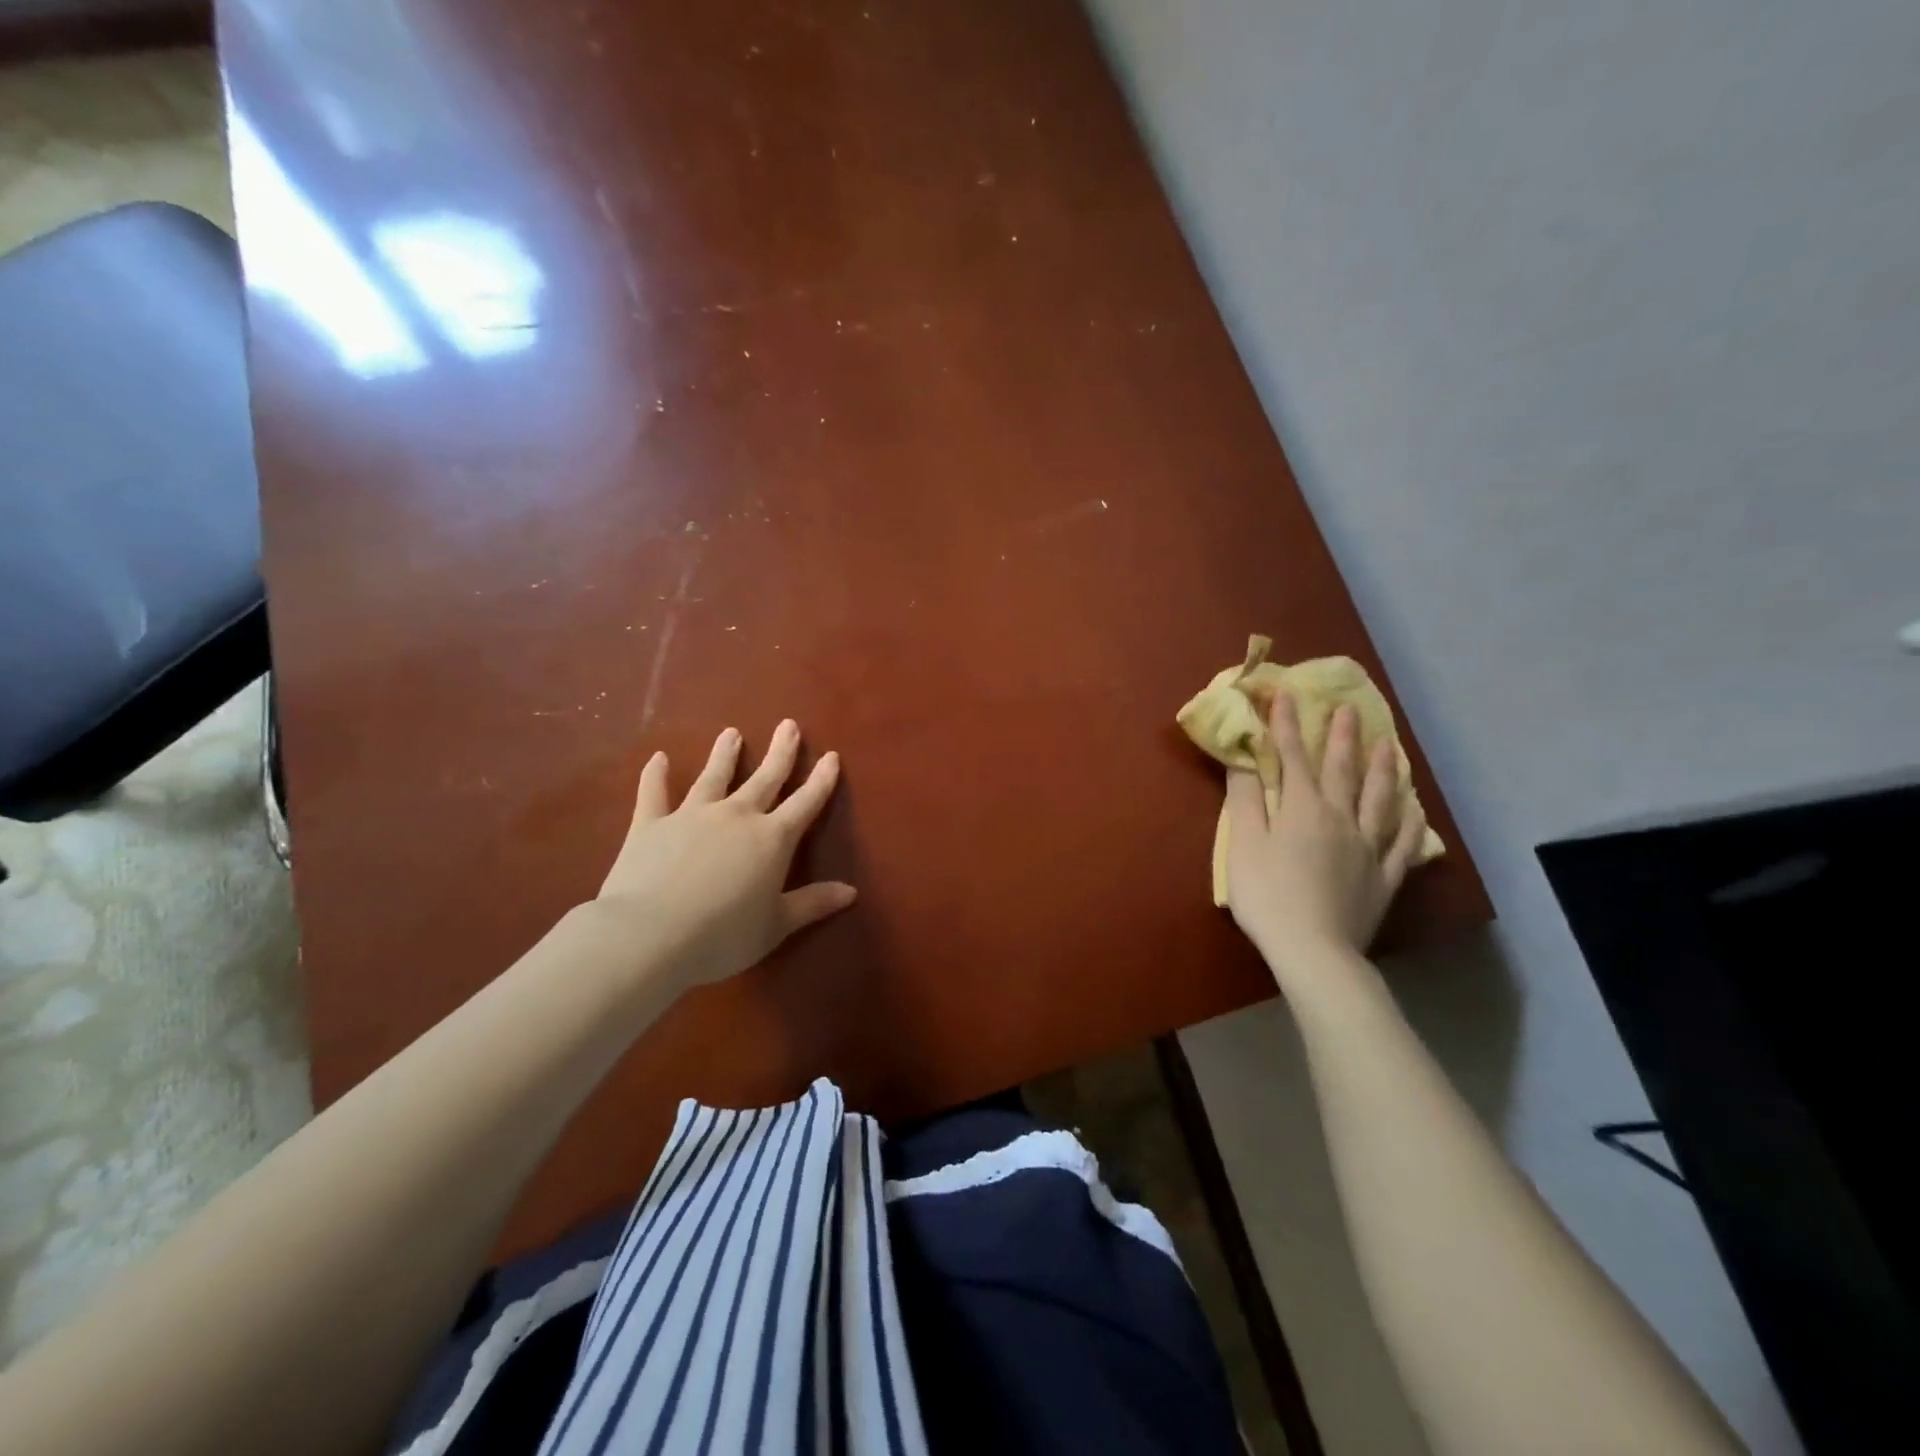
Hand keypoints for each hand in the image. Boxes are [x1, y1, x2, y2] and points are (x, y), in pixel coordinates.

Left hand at [591, 720, 855, 990]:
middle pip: (764, 779)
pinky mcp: (650, 824)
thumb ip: (812, 904)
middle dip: (780, 753)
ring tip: (732, 733)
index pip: (805, 803)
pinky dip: (655, 775)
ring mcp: (691, 815)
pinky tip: (659, 758)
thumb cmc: (722, 935)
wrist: (649, 935)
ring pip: (713, 777)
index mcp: (772, 839)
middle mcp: (736, 816)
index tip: (831, 756)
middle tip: (789, 725)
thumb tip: (851, 891)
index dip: (821, 781)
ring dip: (725, 755)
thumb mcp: (776, 925)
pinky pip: (654, 794)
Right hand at [1224, 694, 1426, 973]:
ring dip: (1383, 768)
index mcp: (1302, 808)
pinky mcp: (1384, 876)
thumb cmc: (1267, 894)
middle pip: (1342, 770)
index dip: (1286, 724)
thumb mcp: (1243, 843)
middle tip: (1351, 709)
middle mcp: (1340, 818)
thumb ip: (1245, 797)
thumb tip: (1244, 757)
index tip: (1286, 694)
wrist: (1314, 950)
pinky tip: (1414, 808)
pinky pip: (1402, 842)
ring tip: (1389, 745)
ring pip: (1380, 799)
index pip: (1292, 757)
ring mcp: (1367, 847)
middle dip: (1342, 737)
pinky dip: (1409, 821)